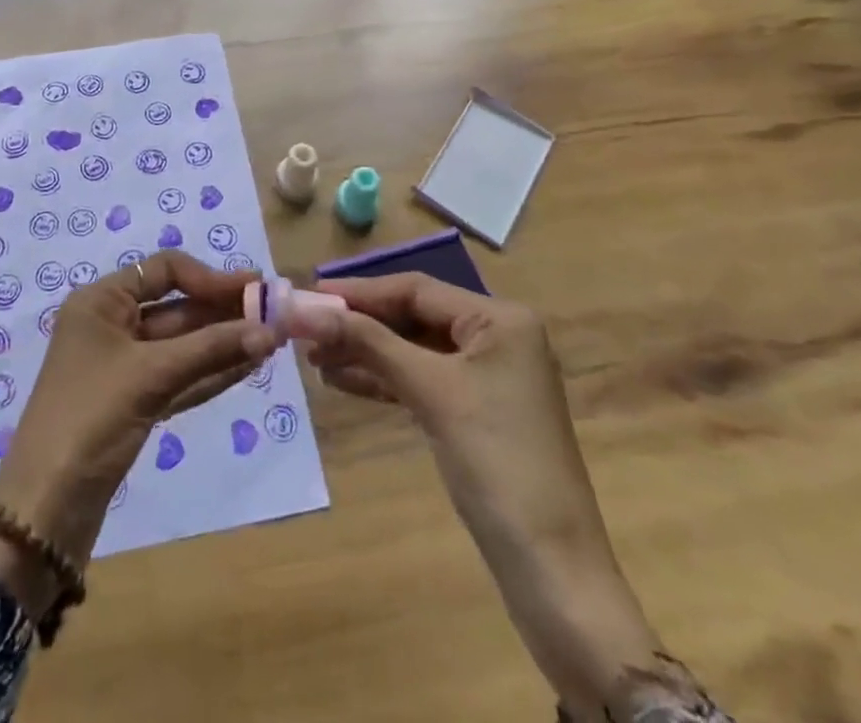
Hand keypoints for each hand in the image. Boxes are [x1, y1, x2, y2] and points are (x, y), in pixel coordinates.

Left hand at [0, 252, 273, 610]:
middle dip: (223, 311)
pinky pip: (180, 376)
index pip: (164, 271)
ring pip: (182, 345)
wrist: (44, 510)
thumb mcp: (150, 375)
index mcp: (101, 302)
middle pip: (176, 307)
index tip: (253, 289)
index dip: (209, 277)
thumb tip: (269, 330)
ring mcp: (123, 366)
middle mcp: (111, 326)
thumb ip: (210, 349)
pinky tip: (247, 366)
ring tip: (271, 339)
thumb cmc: (90, 420)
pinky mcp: (134, 403)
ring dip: (223, 342)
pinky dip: (210, 371)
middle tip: (273, 314)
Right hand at [305, 275, 658, 709]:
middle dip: (361, 324)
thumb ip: (370, 344)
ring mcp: (490, 377)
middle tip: (308, 331)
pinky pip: (424, 380)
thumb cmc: (496, 463)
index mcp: (501, 319)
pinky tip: (344, 381)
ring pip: (415, 350)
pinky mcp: (478, 412)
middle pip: (415, 317)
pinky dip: (386, 380)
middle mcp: (498, 337)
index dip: (361, 292)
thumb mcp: (431, 392)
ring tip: (315, 357)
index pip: (417, 289)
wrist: (552, 570)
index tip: (310, 295)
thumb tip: (309, 309)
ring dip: (367, 353)